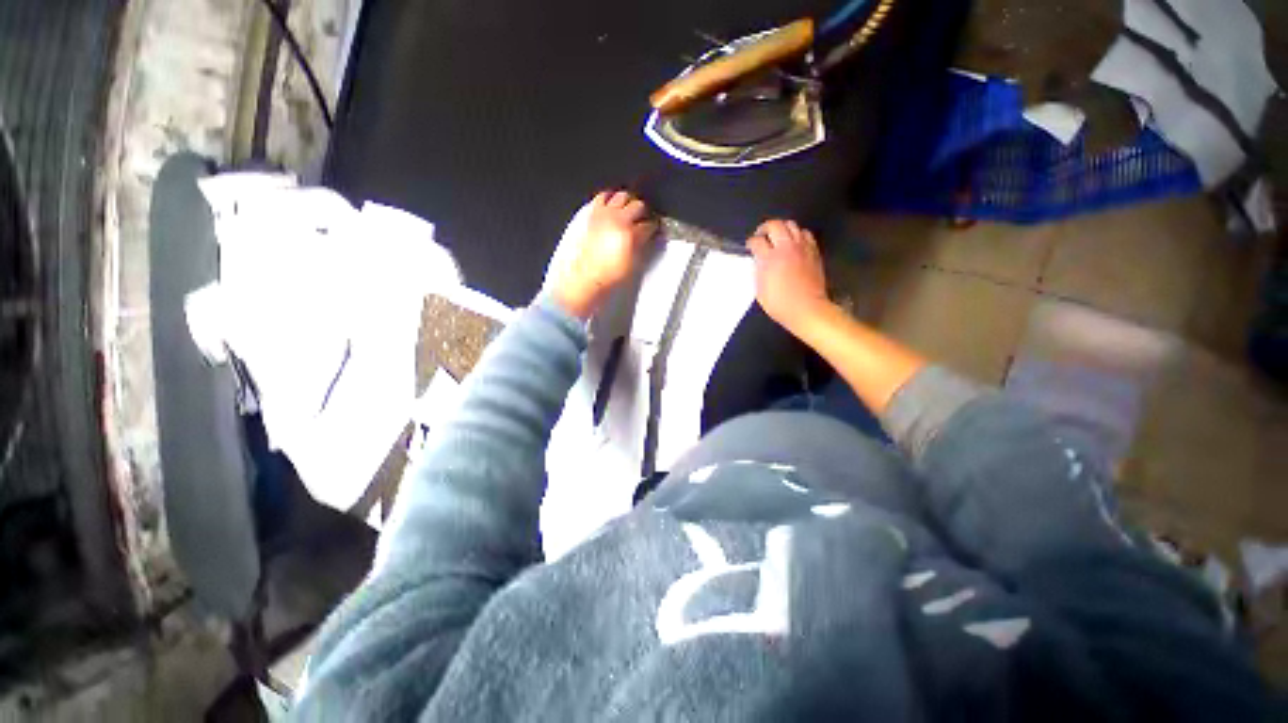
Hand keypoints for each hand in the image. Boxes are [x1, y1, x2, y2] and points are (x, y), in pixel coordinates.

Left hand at [553, 191, 657, 318]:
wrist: (587, 277)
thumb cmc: (611, 275)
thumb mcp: (633, 263)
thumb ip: (641, 246)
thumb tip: (646, 238)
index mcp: (632, 235)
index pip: (650, 225)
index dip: (654, 227)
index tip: (655, 230)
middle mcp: (620, 220)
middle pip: (639, 206)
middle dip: (644, 212)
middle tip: (644, 219)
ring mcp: (605, 214)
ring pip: (622, 196)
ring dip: (628, 201)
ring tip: (629, 209)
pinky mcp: (593, 214)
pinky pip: (603, 197)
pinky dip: (609, 198)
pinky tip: (612, 204)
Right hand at [747, 219, 831, 333]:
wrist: (806, 308)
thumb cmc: (779, 304)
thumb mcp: (759, 289)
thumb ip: (758, 270)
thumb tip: (758, 261)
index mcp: (769, 259)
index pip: (756, 241)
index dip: (751, 243)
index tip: (750, 247)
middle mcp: (785, 248)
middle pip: (774, 225)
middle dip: (765, 229)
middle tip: (761, 236)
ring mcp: (801, 248)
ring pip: (791, 225)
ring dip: (782, 228)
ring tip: (778, 237)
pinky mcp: (813, 251)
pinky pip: (805, 234)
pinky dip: (797, 235)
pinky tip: (794, 243)